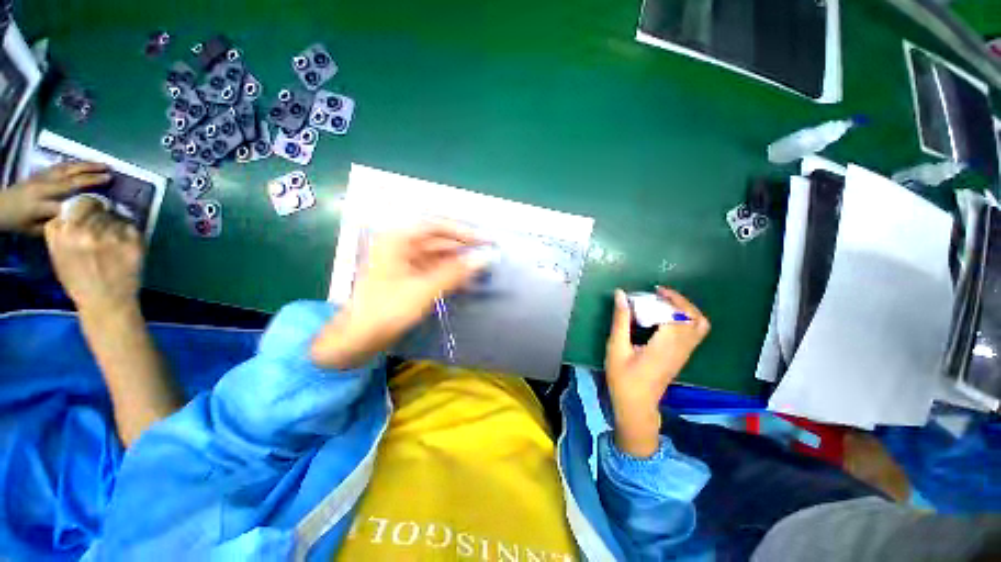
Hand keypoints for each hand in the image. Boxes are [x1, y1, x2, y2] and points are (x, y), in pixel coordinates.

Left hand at [0, 162, 110, 234]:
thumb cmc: (19, 223)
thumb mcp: (35, 230)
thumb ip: (54, 225)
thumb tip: (76, 220)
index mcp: (41, 206)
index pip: (67, 205)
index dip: (85, 204)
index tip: (105, 205)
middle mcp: (43, 188)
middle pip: (70, 181)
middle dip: (90, 178)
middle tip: (110, 176)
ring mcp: (42, 177)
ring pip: (68, 169)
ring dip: (87, 166)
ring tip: (104, 165)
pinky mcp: (42, 172)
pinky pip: (61, 165)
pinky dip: (76, 163)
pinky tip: (86, 163)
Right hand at [44, 196, 143, 317]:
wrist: (105, 302)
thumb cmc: (79, 281)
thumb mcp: (58, 254)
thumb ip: (62, 230)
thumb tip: (73, 209)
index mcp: (62, 232)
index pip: (79, 203)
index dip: (87, 206)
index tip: (91, 212)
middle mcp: (84, 230)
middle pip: (98, 208)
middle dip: (101, 215)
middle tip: (104, 228)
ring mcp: (109, 236)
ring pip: (115, 216)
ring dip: (115, 223)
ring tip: (113, 239)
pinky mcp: (131, 242)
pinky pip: (131, 226)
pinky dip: (129, 232)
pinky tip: (125, 244)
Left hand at [311, 222, 487, 368]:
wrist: (357, 339)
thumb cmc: (386, 310)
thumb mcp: (424, 290)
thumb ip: (455, 272)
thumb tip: (484, 258)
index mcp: (398, 240)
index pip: (436, 226)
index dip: (462, 232)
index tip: (484, 241)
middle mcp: (401, 246)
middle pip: (438, 241)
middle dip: (462, 250)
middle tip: (487, 257)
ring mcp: (404, 262)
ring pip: (438, 257)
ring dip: (458, 264)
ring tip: (481, 271)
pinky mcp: (408, 277)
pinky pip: (434, 270)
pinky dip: (449, 275)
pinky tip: (465, 282)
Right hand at [606, 287, 709, 457]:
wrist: (636, 405)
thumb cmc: (623, 378)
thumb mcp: (616, 348)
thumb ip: (620, 320)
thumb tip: (621, 295)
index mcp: (665, 346)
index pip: (678, 315)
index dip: (667, 299)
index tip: (650, 291)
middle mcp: (681, 348)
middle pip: (695, 318)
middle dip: (679, 301)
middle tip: (659, 293)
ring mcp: (685, 353)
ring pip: (700, 325)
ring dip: (685, 309)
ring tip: (664, 302)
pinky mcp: (683, 356)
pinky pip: (695, 332)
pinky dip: (686, 318)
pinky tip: (666, 317)